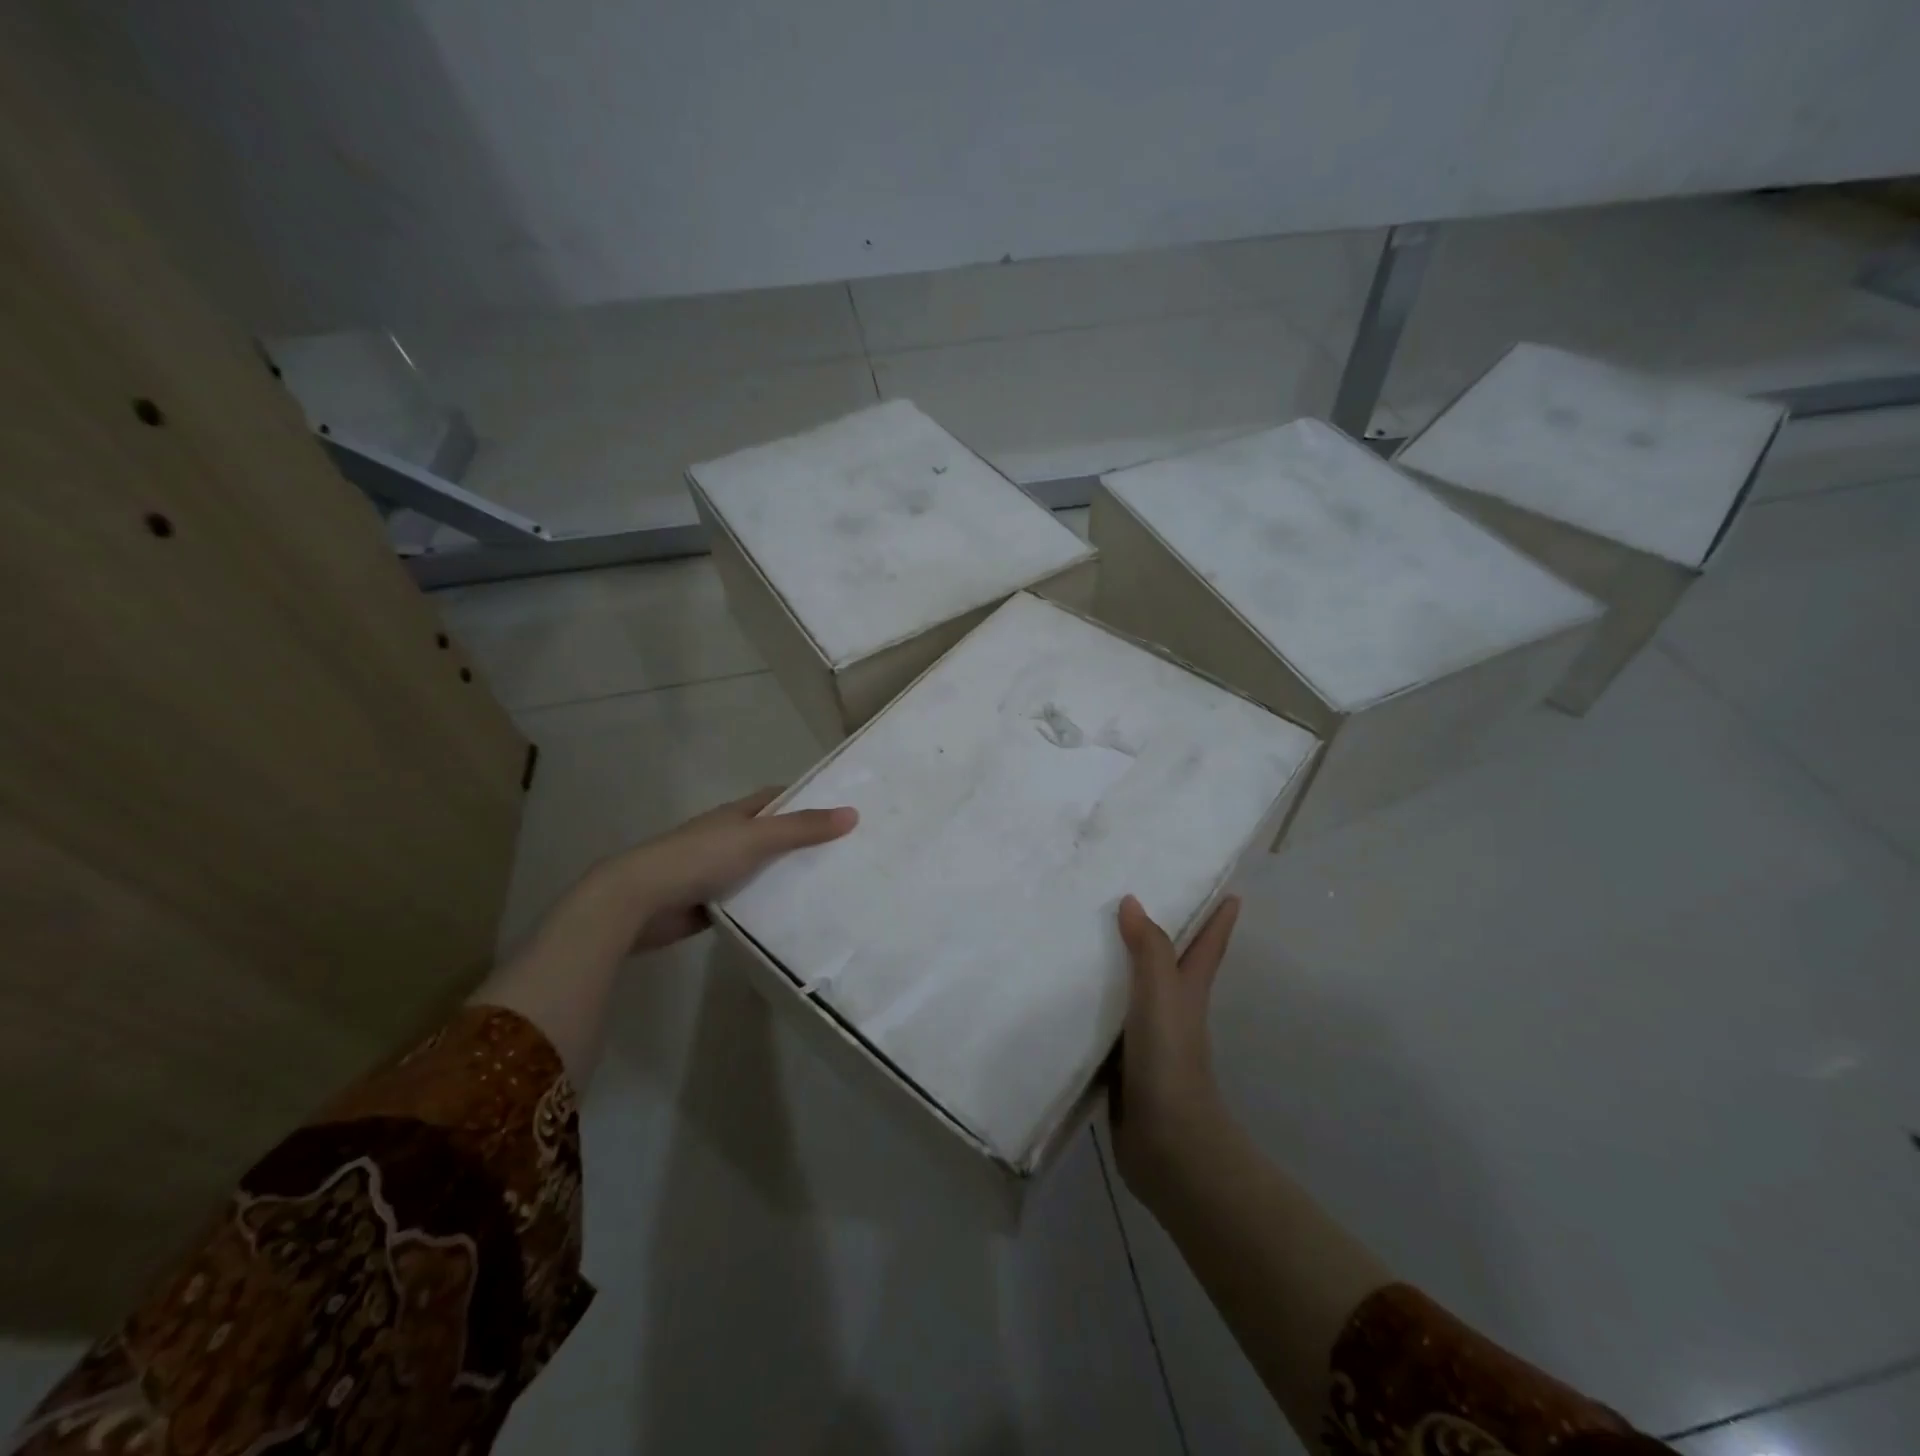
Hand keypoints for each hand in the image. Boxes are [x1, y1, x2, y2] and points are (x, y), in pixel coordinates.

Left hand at [610, 787, 857, 951]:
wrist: (640, 901)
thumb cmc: (699, 858)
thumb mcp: (757, 838)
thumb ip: (802, 828)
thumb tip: (852, 813)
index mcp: (737, 815)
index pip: (779, 799)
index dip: (808, 799)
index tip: (843, 810)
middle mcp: (730, 839)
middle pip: (776, 836)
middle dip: (807, 843)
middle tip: (852, 854)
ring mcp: (720, 872)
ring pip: (765, 872)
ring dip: (791, 878)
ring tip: (837, 887)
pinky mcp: (714, 905)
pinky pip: (752, 902)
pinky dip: (772, 907)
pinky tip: (801, 917)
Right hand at [1111, 893, 1239, 1199]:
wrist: (1167, 1144)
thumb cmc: (1170, 1060)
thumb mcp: (1162, 996)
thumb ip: (1149, 949)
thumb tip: (1132, 901)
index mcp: (1188, 991)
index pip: (1207, 945)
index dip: (1219, 918)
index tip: (1230, 892)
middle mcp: (1170, 1009)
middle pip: (1169, 963)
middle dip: (1161, 934)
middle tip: (1132, 898)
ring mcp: (1145, 1038)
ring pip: (1131, 990)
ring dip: (1118, 966)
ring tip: (1086, 937)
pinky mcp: (1120, 1062)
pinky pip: (1103, 1021)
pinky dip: (1090, 1003)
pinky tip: (1063, 994)